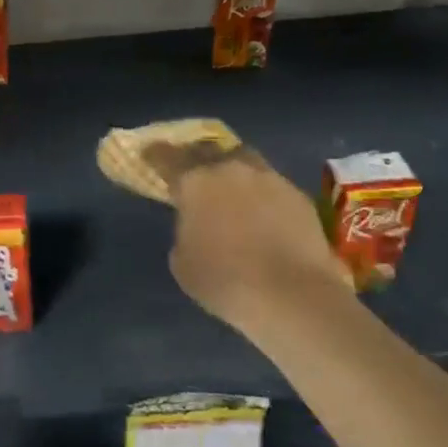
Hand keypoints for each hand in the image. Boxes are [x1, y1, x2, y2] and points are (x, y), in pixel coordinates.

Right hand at [143, 141, 351, 332]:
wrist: (294, 296)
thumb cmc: (225, 281)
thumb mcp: (182, 261)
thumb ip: (185, 231)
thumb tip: (197, 225)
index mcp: (195, 181)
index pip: (167, 157)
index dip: (155, 155)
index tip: (148, 154)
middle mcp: (230, 169)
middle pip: (208, 150)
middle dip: (197, 157)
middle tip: (193, 170)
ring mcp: (269, 178)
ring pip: (245, 161)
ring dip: (234, 171)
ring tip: (231, 189)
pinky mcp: (298, 196)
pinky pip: (272, 185)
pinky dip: (262, 194)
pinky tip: (263, 214)